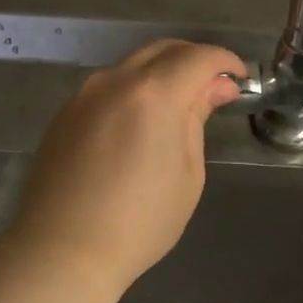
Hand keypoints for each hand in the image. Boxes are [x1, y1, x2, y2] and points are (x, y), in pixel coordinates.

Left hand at [8, 39, 244, 295]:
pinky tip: (141, 125)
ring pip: (132, 67)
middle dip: (194, 61)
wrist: (62, 251)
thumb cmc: (140, 222)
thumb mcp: (187, 174)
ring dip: (163, 75)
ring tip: (180, 108)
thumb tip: (215, 87)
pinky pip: (109, 89)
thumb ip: (197, 120)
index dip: (225, 61)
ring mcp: (83, 96)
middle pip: (162, 50)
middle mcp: (115, 82)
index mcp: (153, 95)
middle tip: (215, 89)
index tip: (240, 79)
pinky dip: (134, 92)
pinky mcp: (64, 115)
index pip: (198, 57)